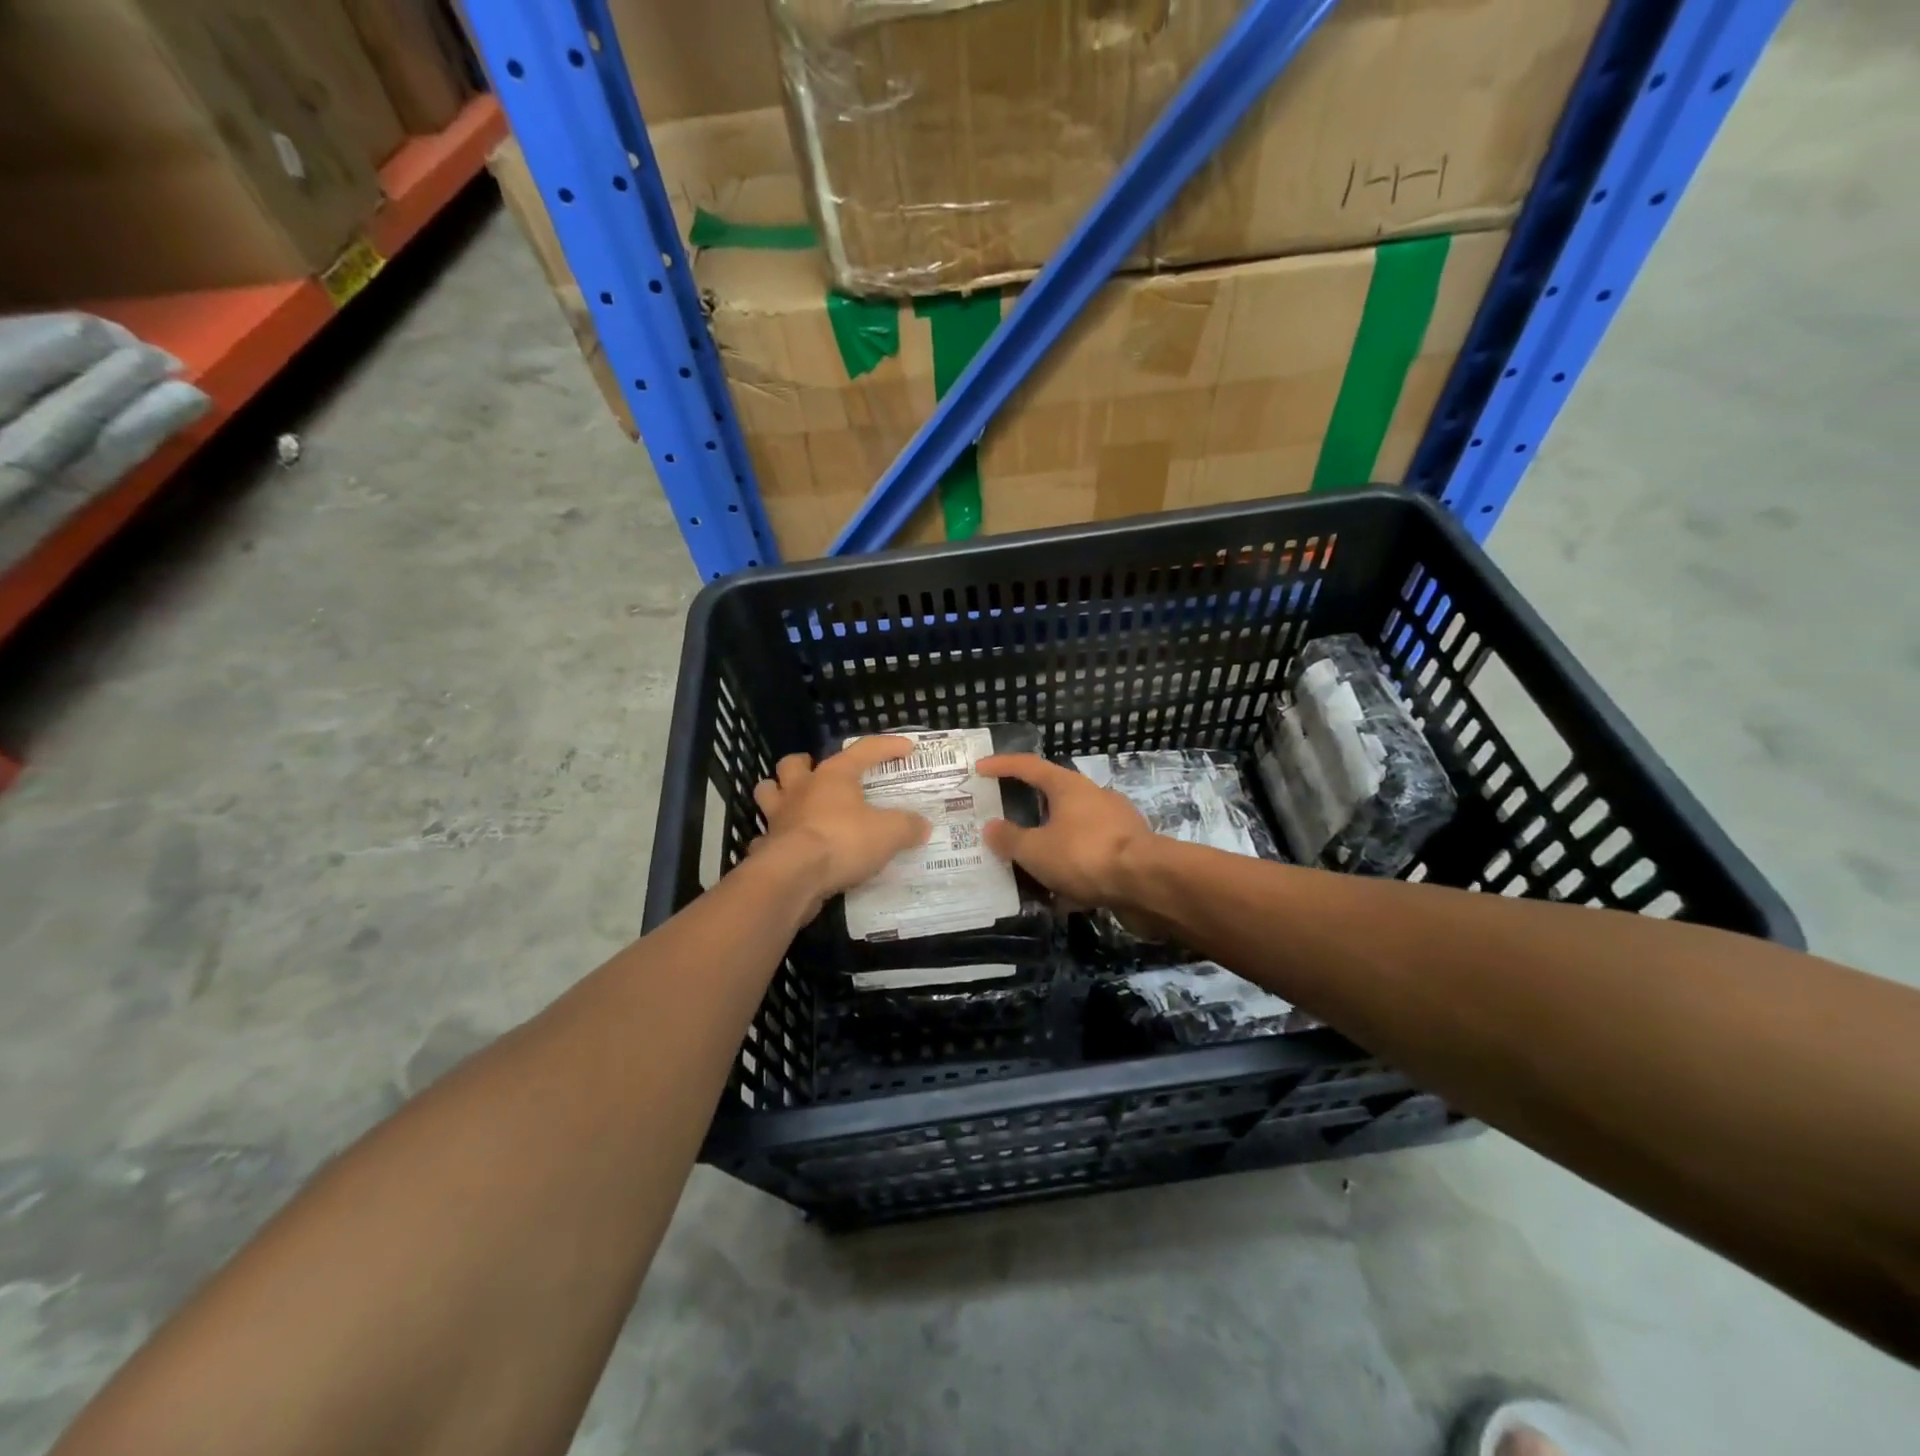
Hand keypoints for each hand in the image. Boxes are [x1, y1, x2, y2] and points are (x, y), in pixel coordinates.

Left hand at [752, 736, 930, 907]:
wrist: (794, 876)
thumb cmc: (843, 842)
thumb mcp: (889, 833)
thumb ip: (907, 826)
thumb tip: (922, 825)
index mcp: (833, 777)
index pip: (863, 750)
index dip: (887, 746)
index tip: (908, 748)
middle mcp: (801, 790)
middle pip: (793, 764)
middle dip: (804, 764)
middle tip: (819, 774)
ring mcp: (778, 818)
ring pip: (768, 792)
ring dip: (778, 794)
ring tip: (795, 803)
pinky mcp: (766, 847)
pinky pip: (764, 838)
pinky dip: (772, 839)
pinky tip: (785, 847)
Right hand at [976, 754, 1155, 914]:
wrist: (1148, 883)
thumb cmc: (1085, 855)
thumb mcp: (1036, 850)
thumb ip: (1010, 839)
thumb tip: (991, 827)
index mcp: (1068, 786)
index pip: (1029, 766)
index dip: (1002, 765)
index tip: (980, 768)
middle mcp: (1093, 797)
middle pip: (1054, 798)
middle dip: (1029, 812)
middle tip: (1005, 825)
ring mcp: (1115, 824)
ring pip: (1072, 831)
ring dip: (1051, 845)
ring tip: (1028, 867)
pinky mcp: (1129, 852)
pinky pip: (1090, 857)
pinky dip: (1072, 871)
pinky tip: (1060, 895)